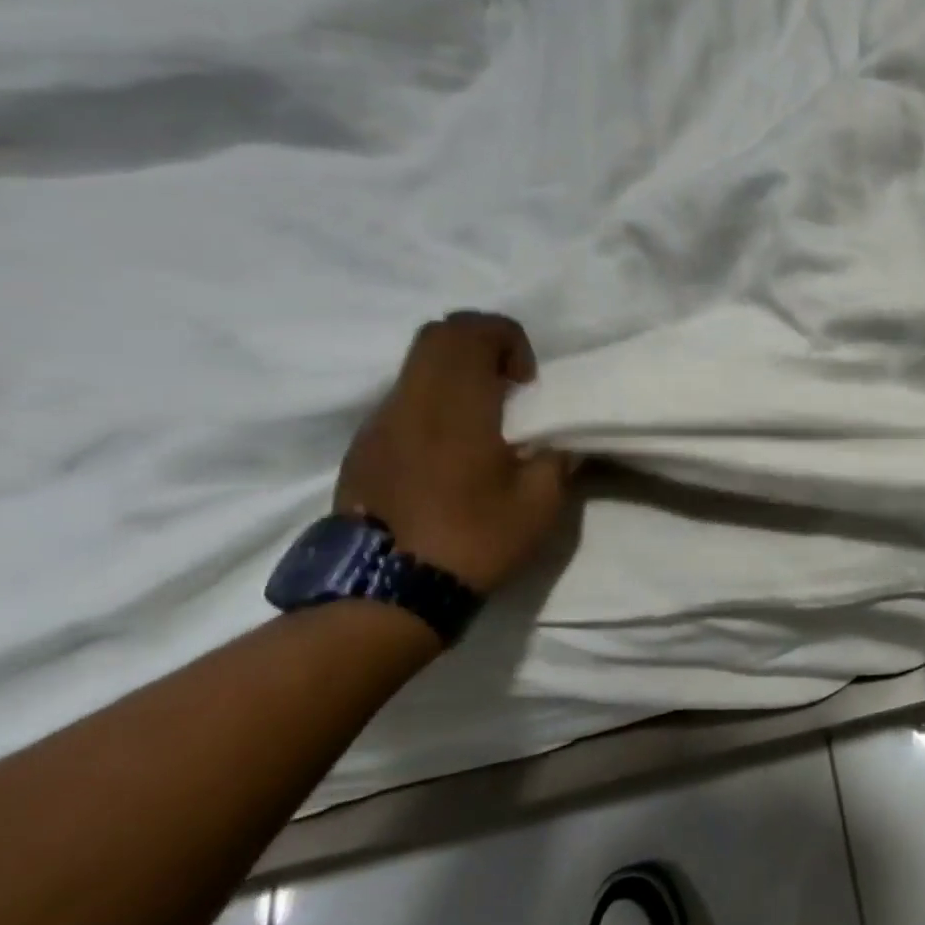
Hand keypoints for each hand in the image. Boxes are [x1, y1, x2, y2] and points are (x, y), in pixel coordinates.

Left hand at [335, 312, 578, 592]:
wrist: (387, 594)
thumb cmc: (473, 540)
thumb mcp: (539, 503)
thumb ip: (556, 458)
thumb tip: (561, 441)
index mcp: (456, 407)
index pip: (470, 331)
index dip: (507, 339)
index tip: (526, 382)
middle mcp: (411, 402)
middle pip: (437, 335)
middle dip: (480, 344)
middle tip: (508, 385)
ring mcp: (379, 425)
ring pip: (416, 366)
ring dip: (455, 374)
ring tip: (483, 420)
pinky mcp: (363, 449)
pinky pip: (402, 401)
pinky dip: (433, 403)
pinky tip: (450, 450)